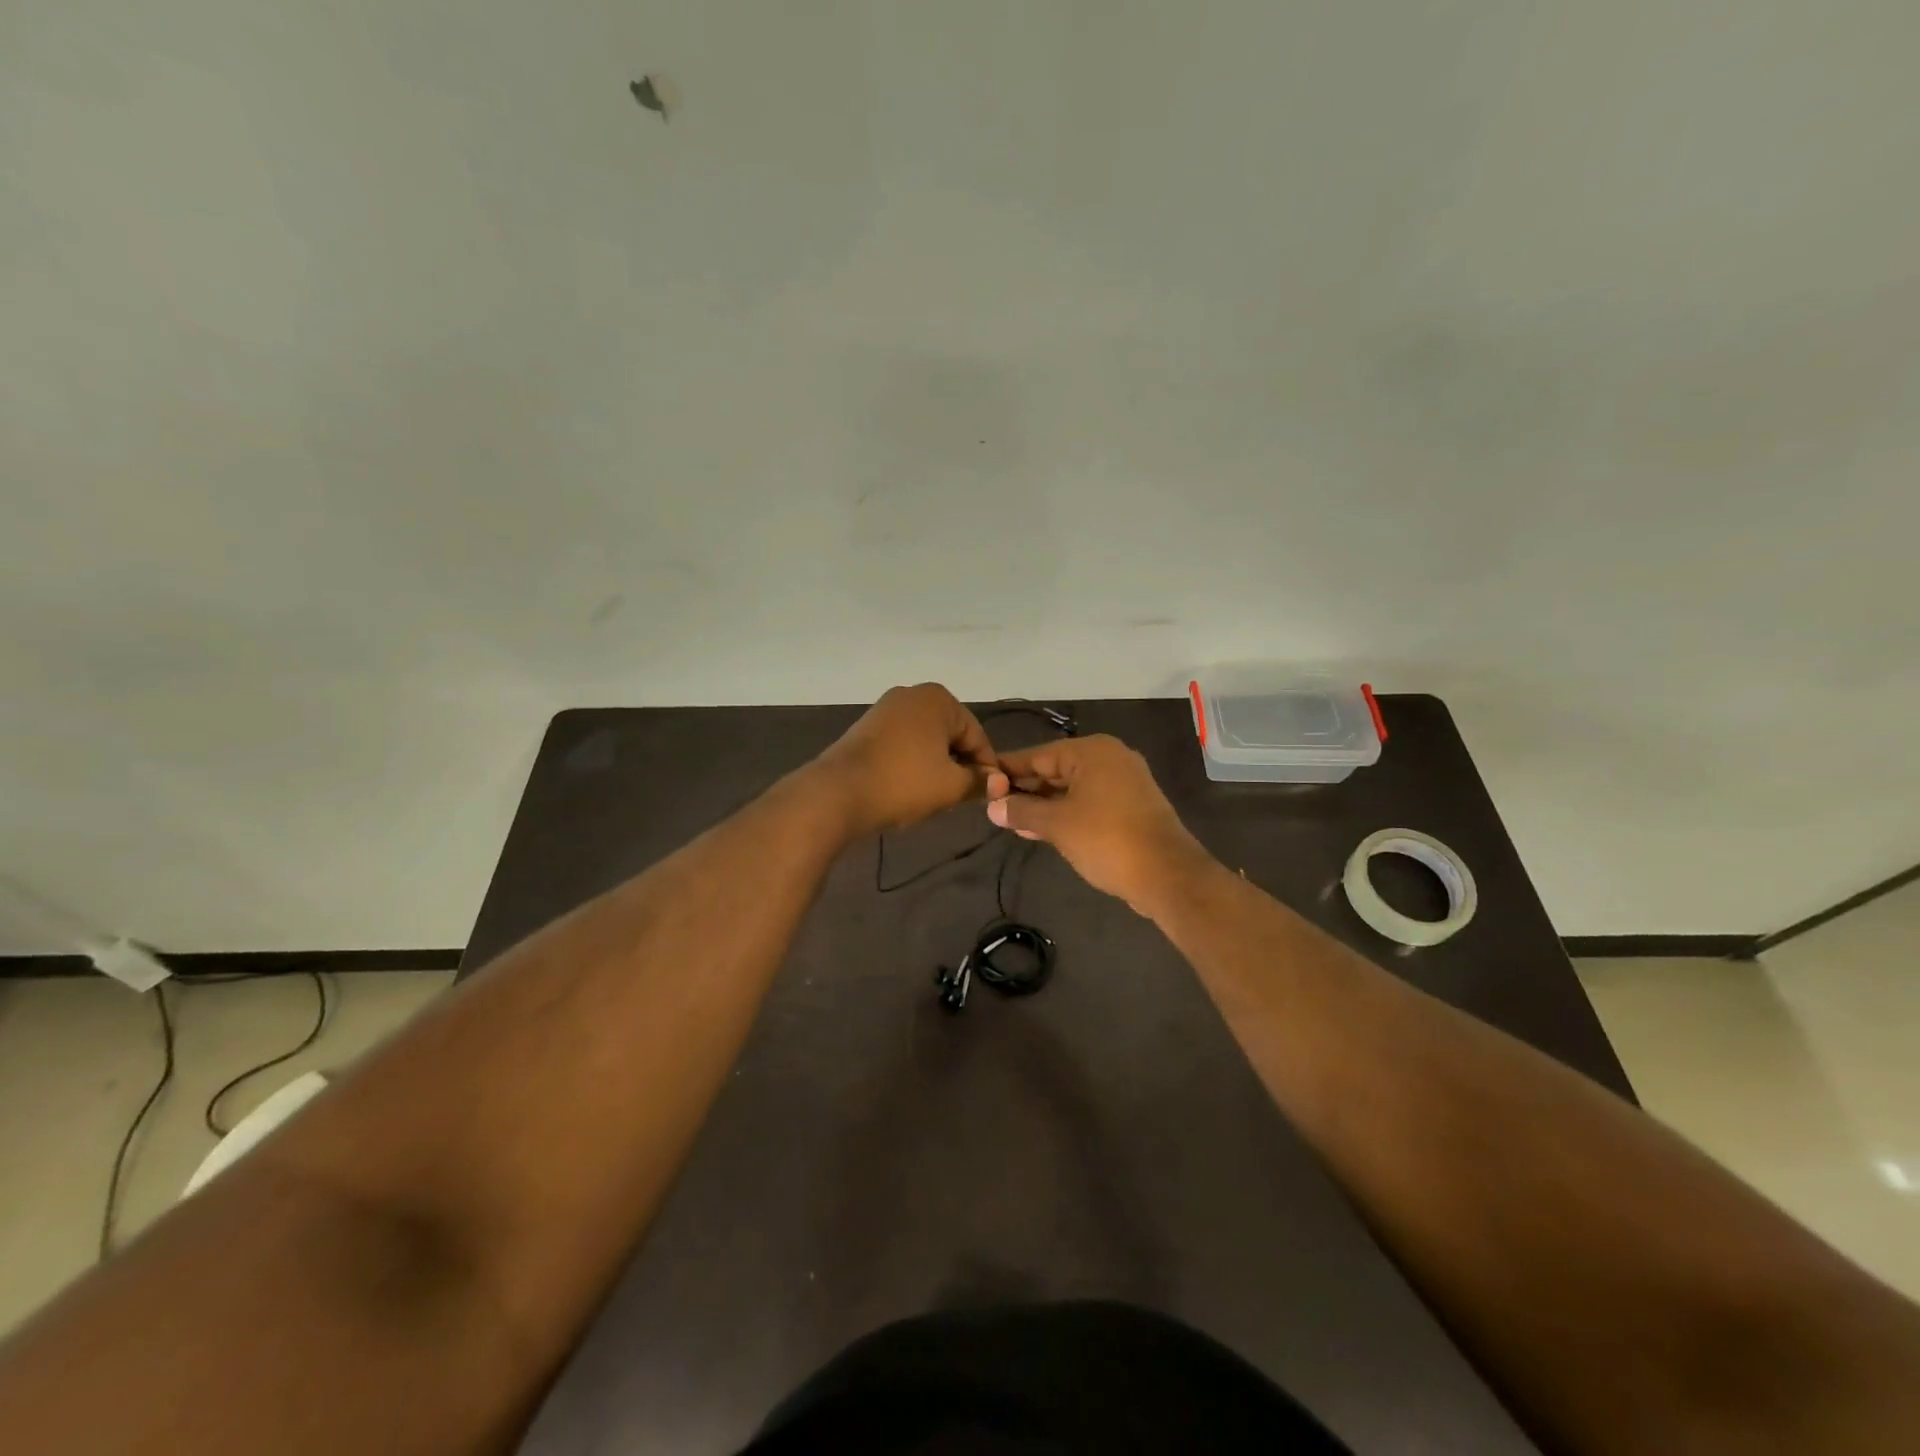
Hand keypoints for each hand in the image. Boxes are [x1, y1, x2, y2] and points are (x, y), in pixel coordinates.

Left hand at [813, 684, 997, 836]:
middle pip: (950, 735)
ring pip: (926, 741)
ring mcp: (885, 709)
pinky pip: (902, 744)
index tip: (989, 795)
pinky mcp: (865, 728)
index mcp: (938, 699)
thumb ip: (980, 782)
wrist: (838, 793)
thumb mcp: (951, 786)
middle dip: (959, 765)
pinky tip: (909, 788)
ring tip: (935, 797)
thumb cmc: (903, 782)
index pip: (977, 736)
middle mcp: (912, 694)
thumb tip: (999, 782)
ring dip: (935, 766)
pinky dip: (911, 764)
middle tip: (961, 798)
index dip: (986, 768)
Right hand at [986, 735, 1215, 917]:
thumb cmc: (1107, 840)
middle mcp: (1109, 758)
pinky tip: (1042, 830)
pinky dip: (1065, 813)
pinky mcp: (1131, 805)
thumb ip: (1022, 812)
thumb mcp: (1057, 825)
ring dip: (1043, 805)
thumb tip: (993, 807)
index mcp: (1092, 751)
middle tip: (994, 807)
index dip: (1007, 771)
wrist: (1167, 875)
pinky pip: (1088, 802)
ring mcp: (1124, 781)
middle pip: (1055, 769)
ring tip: (1013, 823)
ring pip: (1071, 788)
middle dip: (1025, 789)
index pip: (1037, 755)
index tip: (981, 783)